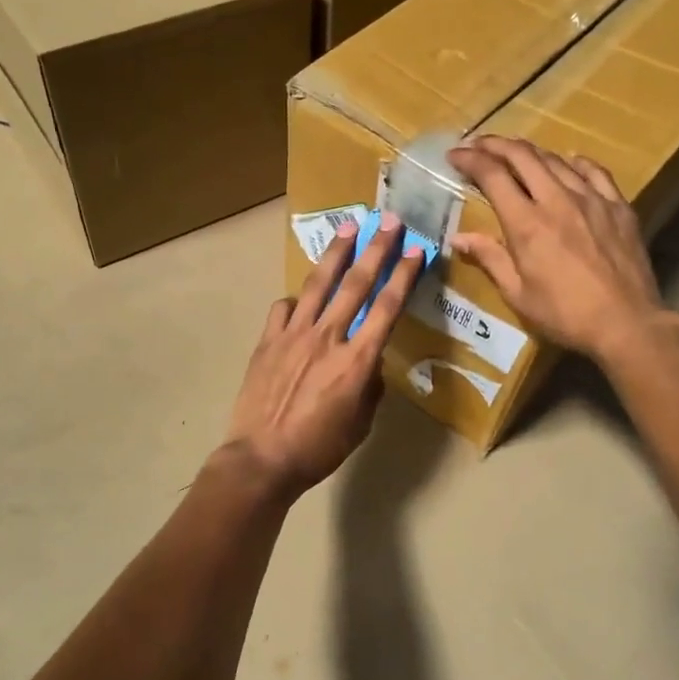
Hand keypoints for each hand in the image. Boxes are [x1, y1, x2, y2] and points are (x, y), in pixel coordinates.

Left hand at [223, 214, 423, 496]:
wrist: (262, 458)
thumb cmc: (319, 448)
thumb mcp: (360, 423)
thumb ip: (369, 386)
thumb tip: (368, 364)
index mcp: (357, 361)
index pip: (387, 308)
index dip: (404, 276)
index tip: (416, 251)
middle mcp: (328, 337)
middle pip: (356, 284)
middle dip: (376, 249)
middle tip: (389, 221)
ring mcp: (294, 335)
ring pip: (318, 285)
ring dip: (335, 254)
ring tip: (347, 227)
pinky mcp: (267, 341)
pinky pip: (283, 309)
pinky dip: (295, 301)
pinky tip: (299, 301)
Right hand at [448, 136, 677, 363]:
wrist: (627, 323)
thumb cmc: (565, 315)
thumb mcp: (518, 294)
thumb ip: (490, 259)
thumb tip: (459, 238)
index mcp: (527, 223)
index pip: (493, 175)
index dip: (470, 159)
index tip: (455, 155)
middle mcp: (557, 200)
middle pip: (523, 156)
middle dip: (495, 145)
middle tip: (478, 146)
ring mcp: (591, 199)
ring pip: (556, 160)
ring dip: (530, 152)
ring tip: (515, 155)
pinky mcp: (618, 206)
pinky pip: (594, 171)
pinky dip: (575, 162)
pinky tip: (569, 162)